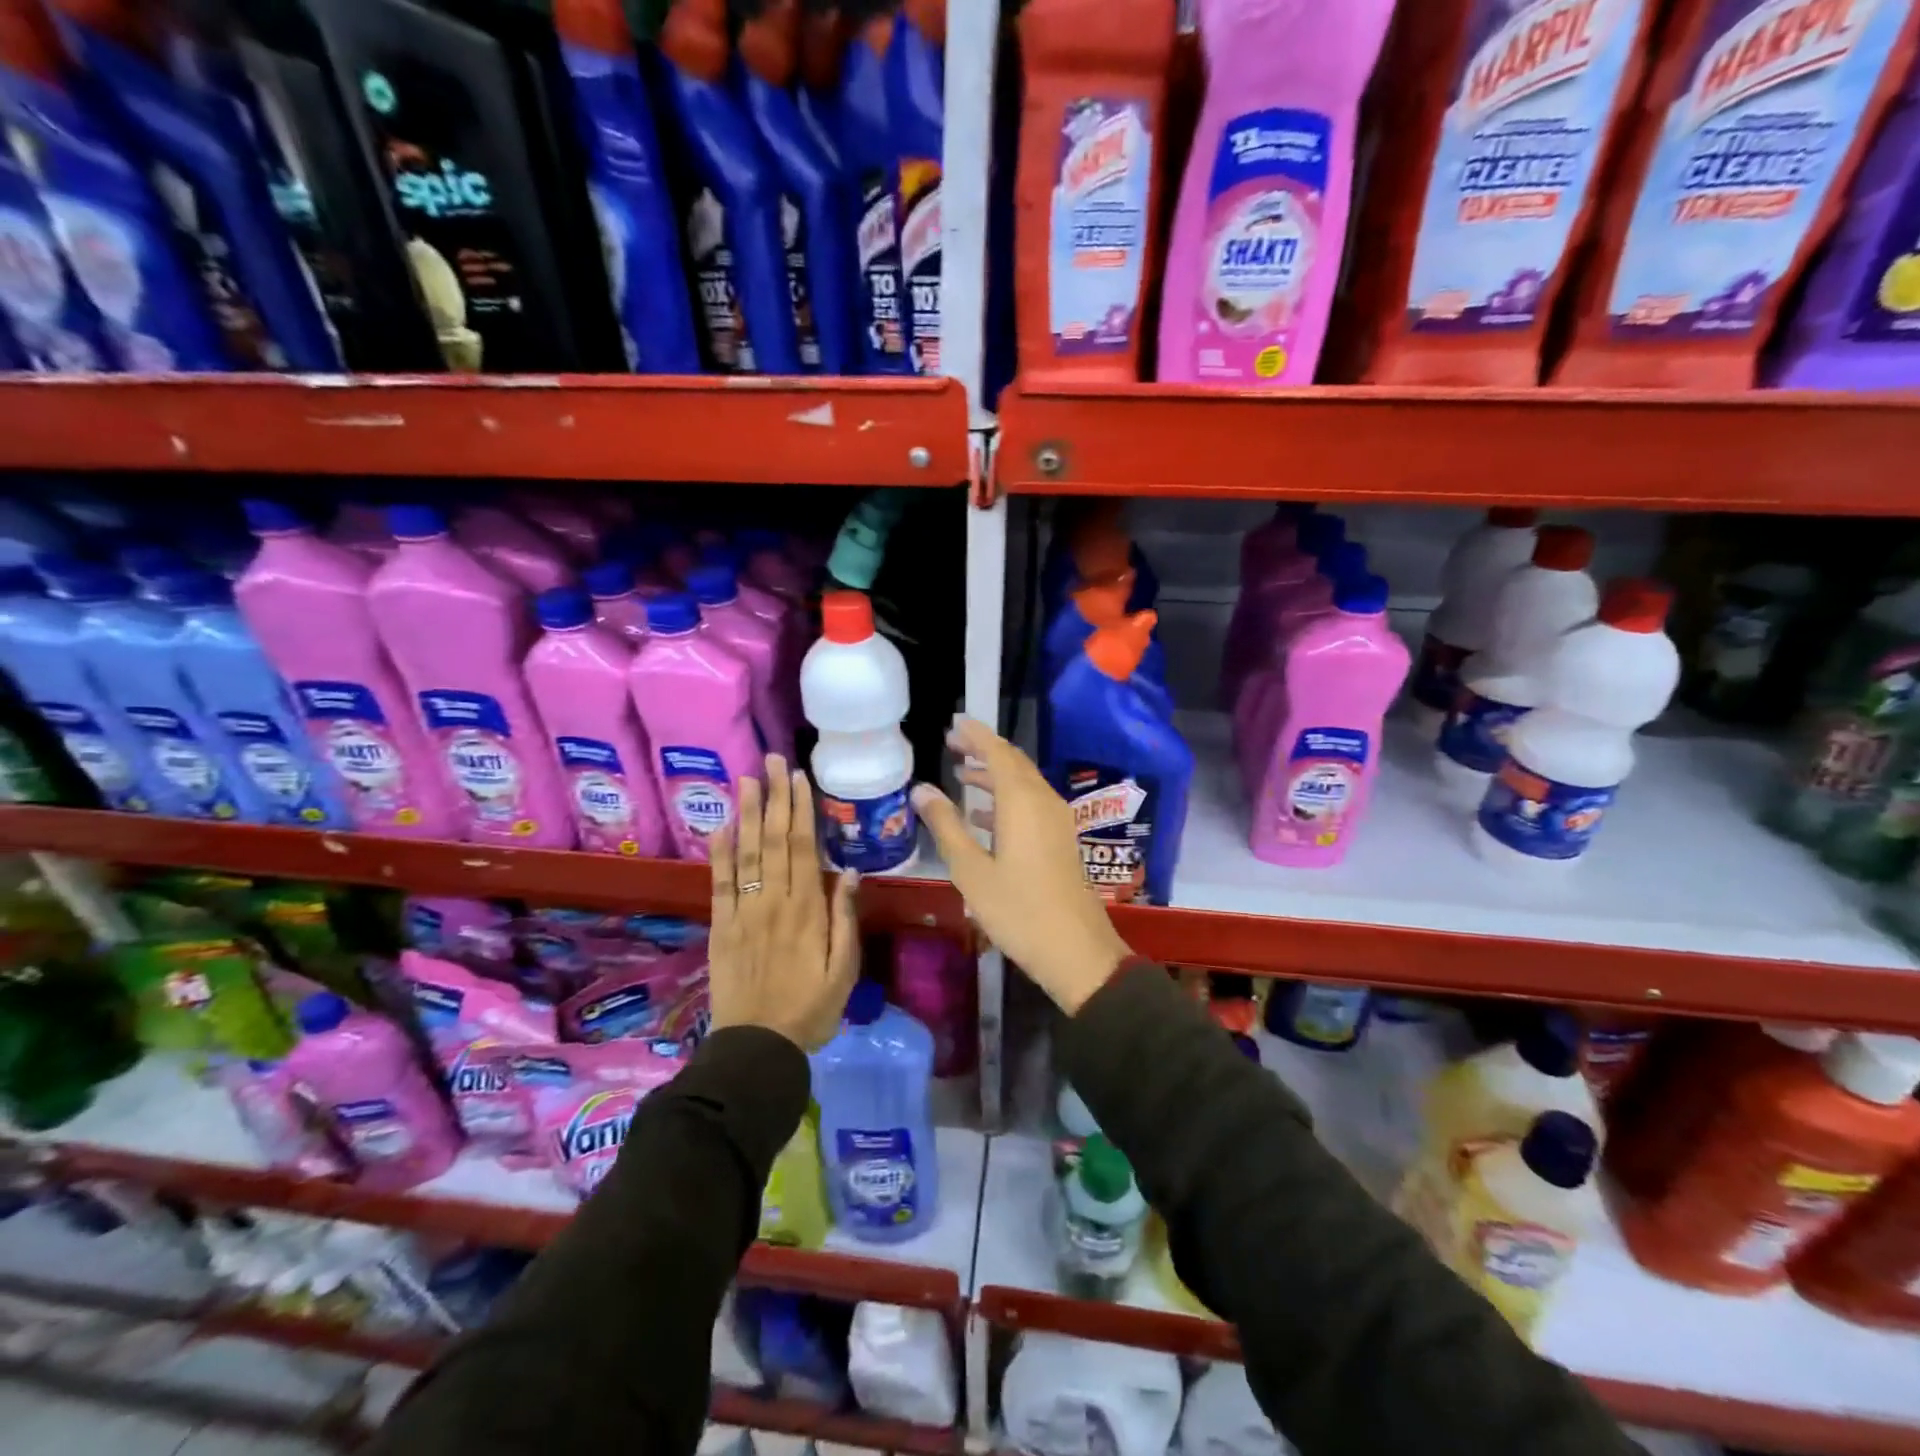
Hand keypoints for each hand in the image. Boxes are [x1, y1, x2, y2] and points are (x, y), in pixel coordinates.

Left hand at [708, 754, 861, 1050]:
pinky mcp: (722, 927)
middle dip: (774, 797)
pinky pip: (720, 884)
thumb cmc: (812, 1009)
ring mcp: (744, 912)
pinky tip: (719, 826)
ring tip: (746, 778)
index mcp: (808, 910)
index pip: (803, 848)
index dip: (800, 810)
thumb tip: (849, 872)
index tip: (799, 778)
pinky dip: (719, 853)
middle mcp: (774, 902)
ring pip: (745, 853)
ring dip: (746, 813)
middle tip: (773, 760)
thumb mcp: (845, 970)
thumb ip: (845, 919)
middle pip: (774, 840)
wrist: (758, 1047)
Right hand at [911, 719, 1130, 1013]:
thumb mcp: (971, 871)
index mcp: (1022, 802)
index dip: (975, 734)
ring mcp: (1057, 821)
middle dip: (983, 750)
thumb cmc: (1018, 911)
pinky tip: (984, 815)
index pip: (997, 752)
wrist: (1077, 952)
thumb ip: (946, 826)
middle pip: (1013, 763)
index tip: (953, 722)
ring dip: (993, 775)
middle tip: (951, 744)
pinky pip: (1031, 804)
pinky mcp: (1061, 840)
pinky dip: (1006, 799)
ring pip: (1023, 784)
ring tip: (961, 774)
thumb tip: (922, 789)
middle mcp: (1044, 802)